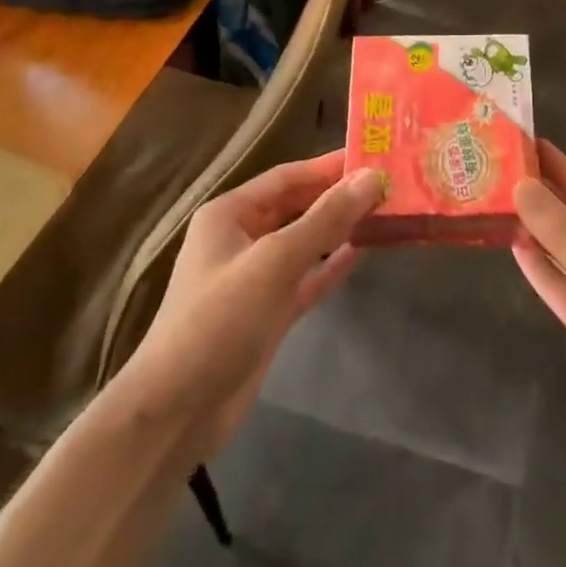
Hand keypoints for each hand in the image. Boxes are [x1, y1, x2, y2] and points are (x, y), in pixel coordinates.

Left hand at [112, 151, 383, 461]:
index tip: (374, 155)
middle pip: (298, 206)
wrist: (176, 411)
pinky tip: (364, 252)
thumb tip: (372, 177)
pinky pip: (307, 277)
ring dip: (340, 228)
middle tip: (389, 184)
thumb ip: (326, 218)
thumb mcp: (276, 261)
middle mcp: (241, 238)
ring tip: (385, 212)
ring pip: (305, 241)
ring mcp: (255, 277)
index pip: (289, 176)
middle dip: (339, 196)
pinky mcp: (268, 312)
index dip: (330, 166)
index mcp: (231, 214)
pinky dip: (332, 265)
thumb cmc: (220, 319)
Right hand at [512, 141, 565, 480]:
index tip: (525, 140)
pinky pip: (561, 283)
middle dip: (543, 194)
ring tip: (497, 201)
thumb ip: (563, 232)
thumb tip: (523, 187)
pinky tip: (513, 246)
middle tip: (499, 169)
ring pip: (565, 249)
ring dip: (536, 228)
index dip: (559, 166)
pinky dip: (540, 267)